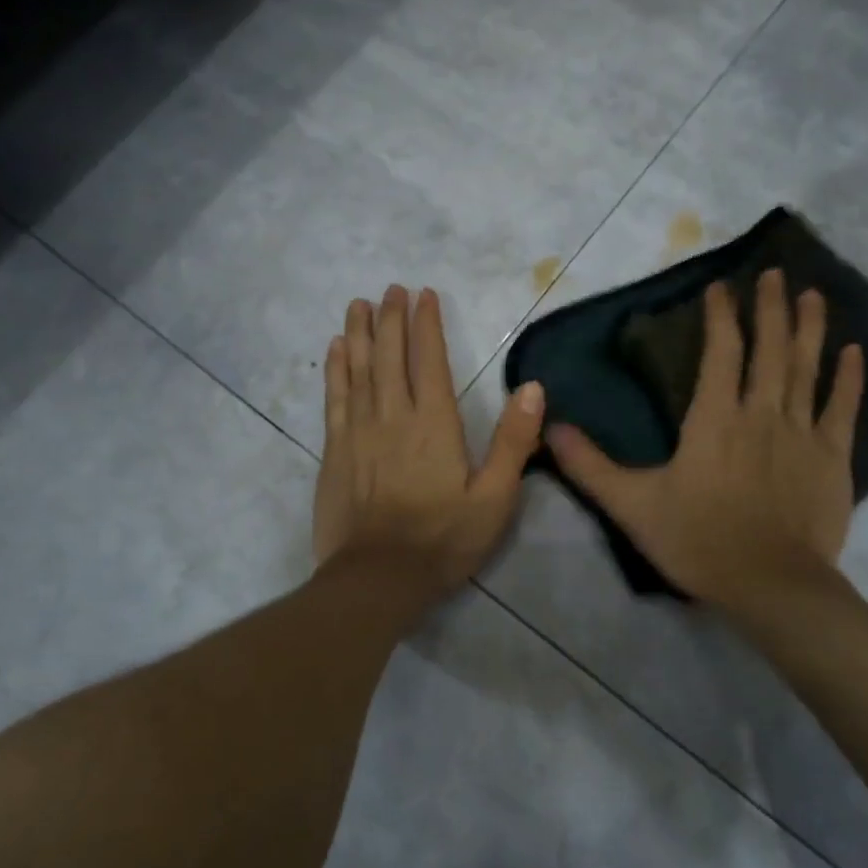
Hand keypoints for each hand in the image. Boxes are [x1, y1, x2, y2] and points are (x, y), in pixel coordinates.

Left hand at [314, 285, 545, 595]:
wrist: (377, 578)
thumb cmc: (443, 540)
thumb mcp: (495, 498)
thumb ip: (513, 441)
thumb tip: (533, 387)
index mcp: (434, 424)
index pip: (430, 360)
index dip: (427, 325)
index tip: (424, 294)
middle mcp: (393, 416)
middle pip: (390, 356)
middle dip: (392, 318)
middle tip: (391, 289)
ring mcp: (359, 432)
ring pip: (359, 369)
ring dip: (360, 333)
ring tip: (360, 304)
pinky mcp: (335, 451)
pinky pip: (335, 399)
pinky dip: (336, 369)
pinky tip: (336, 349)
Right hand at [547, 270, 864, 626]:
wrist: (770, 585)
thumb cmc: (698, 541)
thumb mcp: (632, 505)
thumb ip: (590, 465)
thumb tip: (551, 427)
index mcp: (714, 419)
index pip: (720, 352)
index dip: (720, 316)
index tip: (721, 287)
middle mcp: (761, 413)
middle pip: (768, 349)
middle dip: (770, 307)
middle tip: (774, 272)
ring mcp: (802, 433)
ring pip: (807, 369)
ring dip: (809, 328)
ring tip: (812, 294)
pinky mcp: (833, 458)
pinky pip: (843, 408)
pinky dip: (849, 379)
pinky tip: (854, 353)